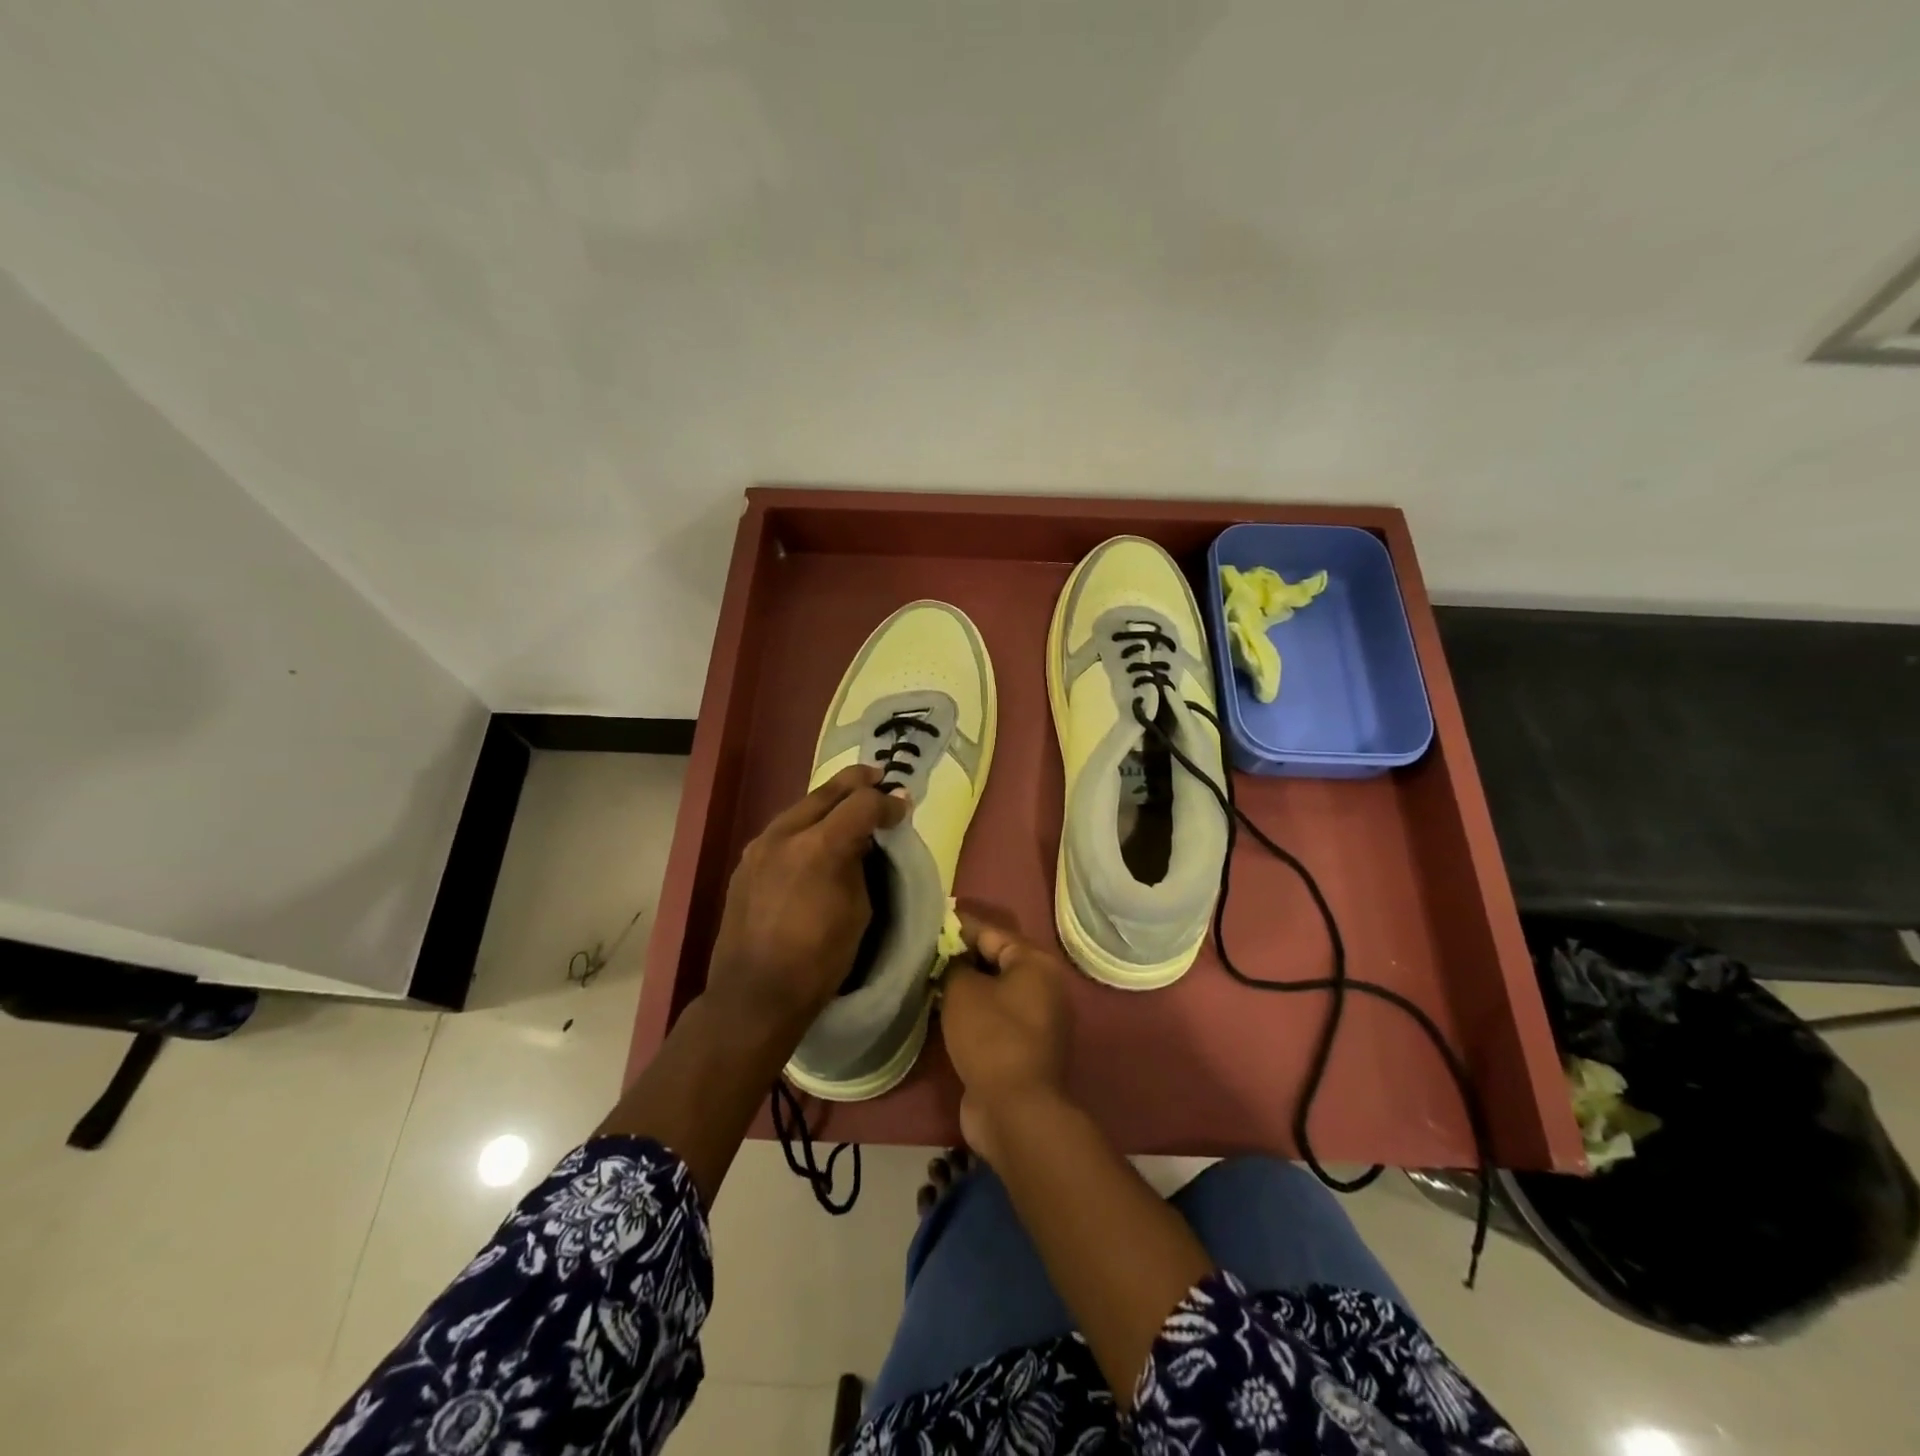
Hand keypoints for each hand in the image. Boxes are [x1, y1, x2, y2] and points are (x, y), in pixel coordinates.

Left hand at [703, 765, 906, 1047]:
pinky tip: (817, 836)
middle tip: (880, 780)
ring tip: (850, 805)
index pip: (862, 803)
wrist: (753, 995)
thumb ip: (861, 864)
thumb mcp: (858, 911)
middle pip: (828, 791)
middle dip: (858, 783)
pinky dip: (807, 824)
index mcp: (819, 846)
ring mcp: (760, 845)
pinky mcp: (746, 861)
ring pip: (802, 806)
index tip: (903, 808)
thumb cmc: (818, 960)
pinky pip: (784, 829)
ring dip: (829, 801)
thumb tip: (865, 840)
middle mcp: (785, 834)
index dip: (888, 803)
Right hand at [939, 914, 1074, 1164]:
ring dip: (966, 985)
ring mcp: (1037, 1019)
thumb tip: (954, 962)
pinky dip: (973, 1010)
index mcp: (1035, 963)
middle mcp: (1043, 986)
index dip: (959, 925)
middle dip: (962, 955)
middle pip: (996, 959)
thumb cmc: (991, 1037)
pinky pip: (995, 1016)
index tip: (932, 919)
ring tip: (930, 977)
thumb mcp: (963, 991)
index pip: (991, 931)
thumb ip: (955, 966)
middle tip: (926, 950)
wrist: (1015, 1109)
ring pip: (994, 990)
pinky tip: (944, 1009)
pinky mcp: (1024, 1047)